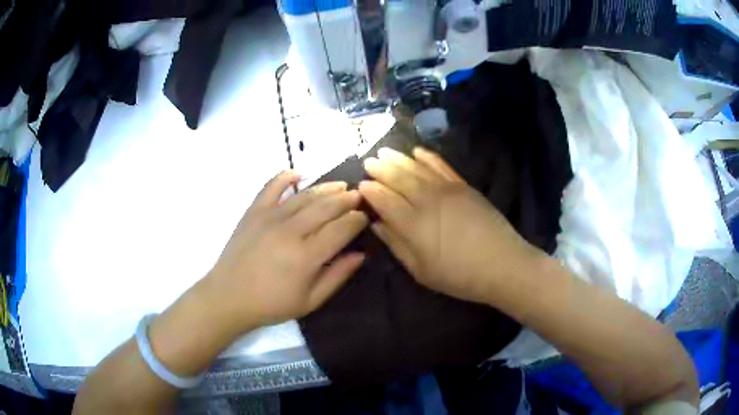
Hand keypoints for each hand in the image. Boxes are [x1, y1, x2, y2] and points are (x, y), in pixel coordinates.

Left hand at [205, 171, 368, 329]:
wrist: (228, 297)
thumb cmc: (270, 304)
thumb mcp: (310, 301)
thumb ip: (337, 276)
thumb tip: (360, 254)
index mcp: (306, 257)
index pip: (341, 229)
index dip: (357, 220)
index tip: (365, 217)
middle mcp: (290, 231)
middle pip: (326, 207)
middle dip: (347, 199)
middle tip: (359, 196)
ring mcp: (270, 217)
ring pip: (305, 196)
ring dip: (326, 188)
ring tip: (341, 186)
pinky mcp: (253, 212)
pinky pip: (271, 187)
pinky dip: (285, 177)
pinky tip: (299, 173)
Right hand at [359, 147, 540, 303]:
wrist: (502, 264)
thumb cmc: (458, 275)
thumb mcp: (421, 270)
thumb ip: (396, 244)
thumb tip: (377, 224)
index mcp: (413, 224)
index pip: (384, 200)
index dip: (370, 191)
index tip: (360, 184)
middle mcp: (427, 200)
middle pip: (398, 178)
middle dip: (380, 169)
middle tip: (368, 161)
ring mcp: (447, 189)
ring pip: (417, 168)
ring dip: (398, 158)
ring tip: (384, 151)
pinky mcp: (464, 186)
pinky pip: (441, 166)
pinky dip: (427, 157)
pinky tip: (417, 151)